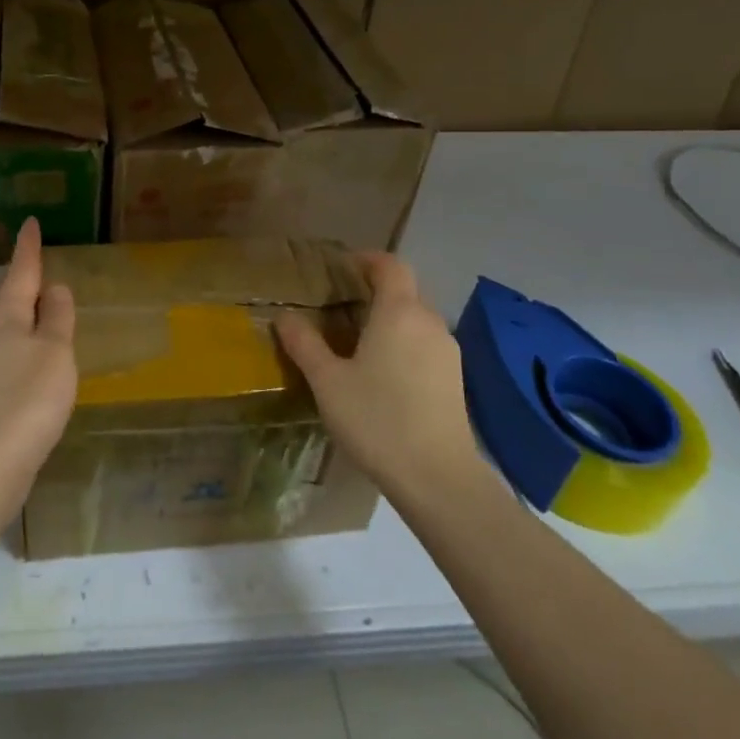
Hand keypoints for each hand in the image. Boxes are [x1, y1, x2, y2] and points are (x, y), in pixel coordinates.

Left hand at [0, 218, 77, 513]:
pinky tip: (40, 364)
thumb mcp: (54, 350)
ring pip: (11, 331)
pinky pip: (14, 358)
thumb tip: (54, 288)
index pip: (21, 272)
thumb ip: (57, 317)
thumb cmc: (28, 396)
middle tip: (42, 265)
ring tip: (47, 311)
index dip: (28, 248)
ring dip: (28, 317)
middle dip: (25, 282)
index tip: (29, 222)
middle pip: (10, 300)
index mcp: (7, 318)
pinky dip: (29, 349)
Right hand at [275, 252, 489, 504]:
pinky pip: (425, 344)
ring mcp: (447, 351)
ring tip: (356, 342)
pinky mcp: (455, 379)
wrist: (438, 478)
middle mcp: (429, 322)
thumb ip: (304, 344)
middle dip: (373, 292)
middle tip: (338, 308)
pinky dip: (403, 343)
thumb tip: (284, 315)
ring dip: (388, 320)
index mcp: (399, 312)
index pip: (390, 265)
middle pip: (403, 291)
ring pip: (415, 319)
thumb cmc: (377, 419)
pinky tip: (382, 374)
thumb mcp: (327, 381)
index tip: (340, 268)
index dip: (366, 259)